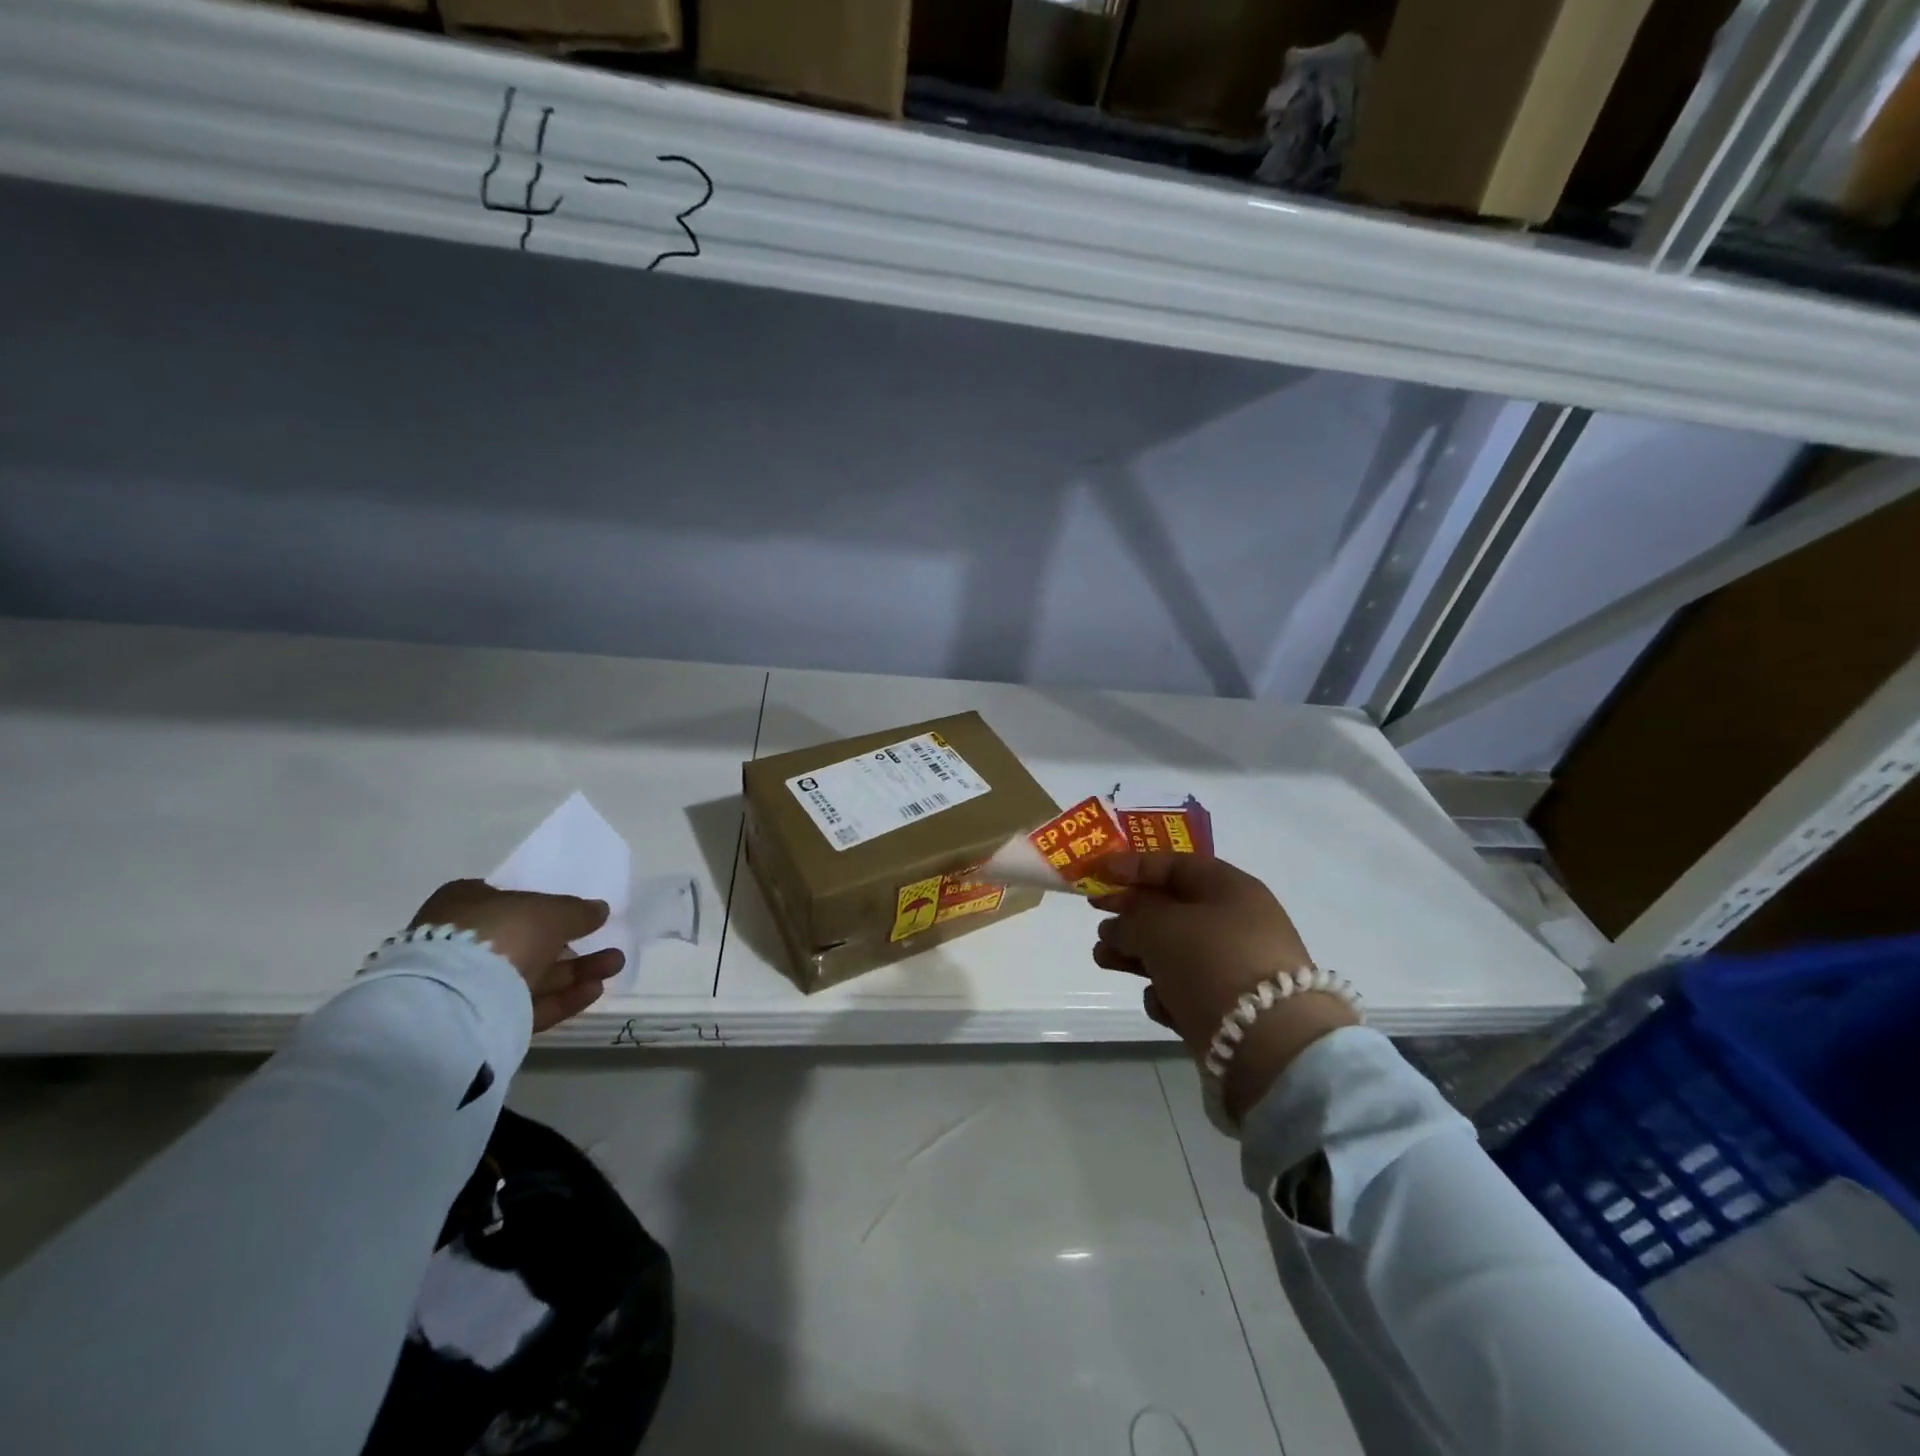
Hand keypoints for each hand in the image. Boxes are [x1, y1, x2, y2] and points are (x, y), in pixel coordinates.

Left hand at [409, 880, 624, 1032]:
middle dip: (572, 944)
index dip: (544, 904)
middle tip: (607, 941)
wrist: (458, 999)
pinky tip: (595, 990)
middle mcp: (461, 943)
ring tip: (615, 964)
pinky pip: (528, 1005)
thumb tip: (599, 910)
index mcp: (466, 904)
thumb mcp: (552, 910)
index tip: (576, 912)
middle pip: (526, 941)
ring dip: (576, 970)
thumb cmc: (502, 932)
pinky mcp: (481, 1020)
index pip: (508, 900)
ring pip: (532, 975)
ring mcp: (469, 984)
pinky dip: (562, 997)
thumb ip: (578, 910)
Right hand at [1090, 853, 1358, 1119]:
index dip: (1133, 866)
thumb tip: (1116, 929)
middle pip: (1172, 910)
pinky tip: (1159, 1004)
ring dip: (1136, 955)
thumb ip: (1128, 921)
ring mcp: (1236, 967)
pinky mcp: (1232, 1009)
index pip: (1175, 865)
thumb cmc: (1210, 961)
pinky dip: (1167, 993)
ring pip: (1174, 952)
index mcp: (1229, 888)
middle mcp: (1237, 922)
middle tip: (1096, 921)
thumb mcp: (1157, 928)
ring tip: (1101, 960)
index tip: (1097, 874)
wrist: (1269, 1043)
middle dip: (1130, 916)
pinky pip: (1188, 990)